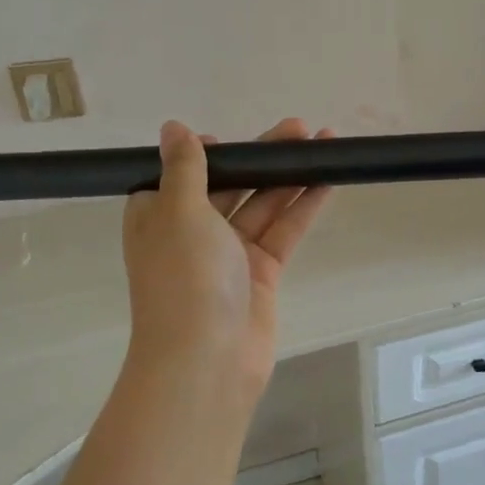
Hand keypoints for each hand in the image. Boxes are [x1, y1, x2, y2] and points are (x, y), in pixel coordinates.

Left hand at [121, 117, 331, 402]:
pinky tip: (326, 181)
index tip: (233, 138)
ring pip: (263, 204)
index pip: (182, 174)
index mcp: (158, 216)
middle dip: (262, 157)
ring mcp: (229, 253)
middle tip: (299, 129)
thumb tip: (173, 127)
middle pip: (231, 183)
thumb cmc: (185, 278)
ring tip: (323, 143)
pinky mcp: (261, 272)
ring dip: (290, 176)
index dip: (209, 153)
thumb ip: (185, 167)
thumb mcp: (179, 211)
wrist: (208, 357)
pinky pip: (283, 230)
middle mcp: (192, 232)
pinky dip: (302, 206)